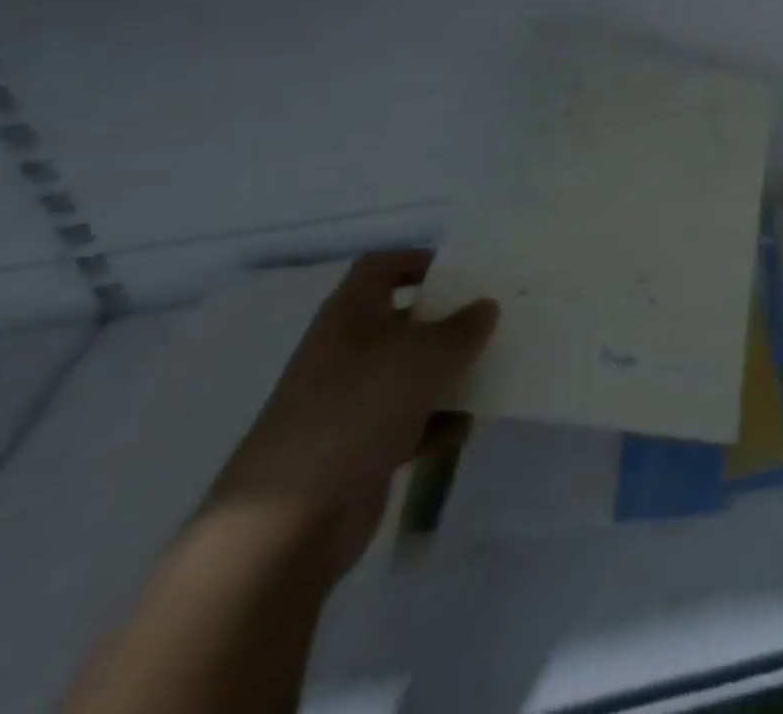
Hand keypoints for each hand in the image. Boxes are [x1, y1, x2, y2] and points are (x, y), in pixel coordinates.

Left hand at [205, 250, 497, 580]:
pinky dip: (437, 421)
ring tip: (493, 368)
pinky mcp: (359, 448)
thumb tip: (485, 306)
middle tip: (493, 319)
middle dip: (446, 319)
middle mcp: (347, 351)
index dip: (419, 260)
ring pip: (410, 372)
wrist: (289, 521)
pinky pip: (409, 421)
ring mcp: (350, 402)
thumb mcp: (425, 355)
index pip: (382, 266)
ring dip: (448, 372)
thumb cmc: (358, 409)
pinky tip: (467, 426)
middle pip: (402, 319)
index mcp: (350, 314)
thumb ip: (463, 327)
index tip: (464, 271)